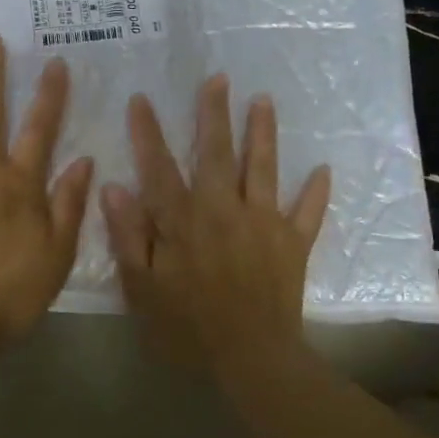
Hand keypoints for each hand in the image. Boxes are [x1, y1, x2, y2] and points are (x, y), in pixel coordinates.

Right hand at [100, 77, 330, 376]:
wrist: (252, 359)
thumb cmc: (188, 327)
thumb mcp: (142, 288)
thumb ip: (129, 236)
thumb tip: (114, 187)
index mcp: (184, 220)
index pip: (159, 167)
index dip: (148, 132)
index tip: (141, 99)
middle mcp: (223, 209)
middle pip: (217, 152)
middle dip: (214, 113)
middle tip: (217, 78)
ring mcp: (263, 222)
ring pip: (262, 168)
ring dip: (263, 133)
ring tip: (264, 100)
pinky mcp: (293, 242)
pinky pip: (307, 212)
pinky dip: (315, 192)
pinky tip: (323, 169)